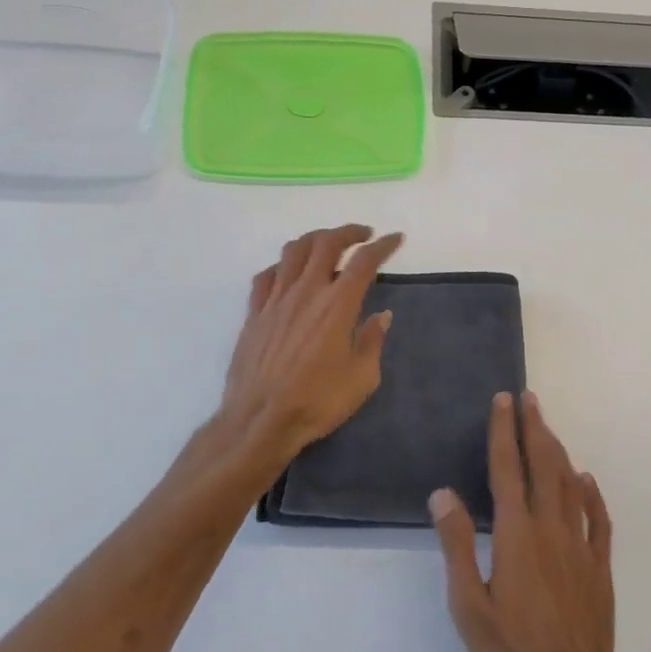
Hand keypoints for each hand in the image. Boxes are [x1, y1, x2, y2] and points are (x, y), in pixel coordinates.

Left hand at [218, 224, 403, 474]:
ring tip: (327, 245)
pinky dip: (282, 265)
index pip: (364, 261)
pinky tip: (288, 274)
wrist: (260, 420)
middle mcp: (307, 292)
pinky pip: (266, 275)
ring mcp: (276, 299)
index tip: (395, 239)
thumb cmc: (317, 402)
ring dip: (314, 239)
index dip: (383, 245)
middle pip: (326, 243)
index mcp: (338, 305)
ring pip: (293, 251)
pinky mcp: (254, 312)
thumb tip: (381, 316)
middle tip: (363, 235)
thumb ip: (372, 341)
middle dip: (348, 231)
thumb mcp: (362, 378)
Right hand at [431, 390, 621, 651]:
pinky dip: (591, 493)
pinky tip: (585, 480)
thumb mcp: (468, 605)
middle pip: (543, 466)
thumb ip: (457, 544)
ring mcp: (580, 546)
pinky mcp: (600, 568)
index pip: (508, 469)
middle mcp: (551, 528)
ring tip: (548, 428)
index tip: (503, 401)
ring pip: (570, 485)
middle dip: (534, 428)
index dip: (504, 431)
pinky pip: (598, 519)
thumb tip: (443, 493)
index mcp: (517, 534)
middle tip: (529, 399)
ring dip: (558, 451)